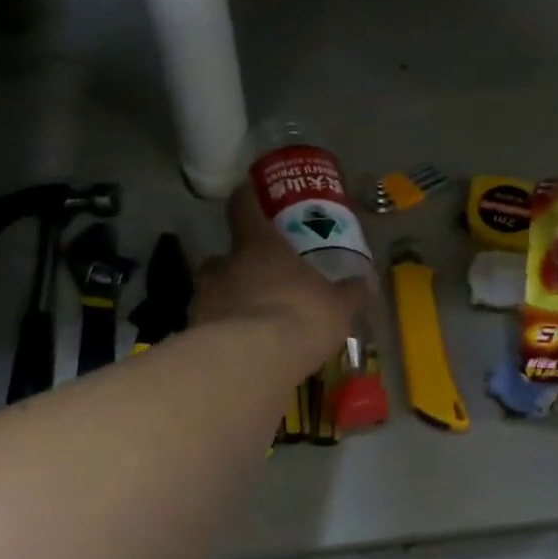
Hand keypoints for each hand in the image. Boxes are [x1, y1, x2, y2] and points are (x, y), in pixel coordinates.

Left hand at [192, 189, 367, 374]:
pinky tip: (241, 352)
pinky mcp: (193, 335)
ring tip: (250, 324)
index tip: (249, 196)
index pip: (244, 208)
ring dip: (228, 302)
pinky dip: (221, 336)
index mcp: (258, 246)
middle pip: (223, 257)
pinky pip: (209, 328)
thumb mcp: (338, 307)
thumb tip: (364, 283)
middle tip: (259, 281)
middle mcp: (223, 266)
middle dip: (238, 268)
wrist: (252, 363)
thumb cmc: (299, 317)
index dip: (247, 200)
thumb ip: (349, 294)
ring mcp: (203, 300)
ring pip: (213, 293)